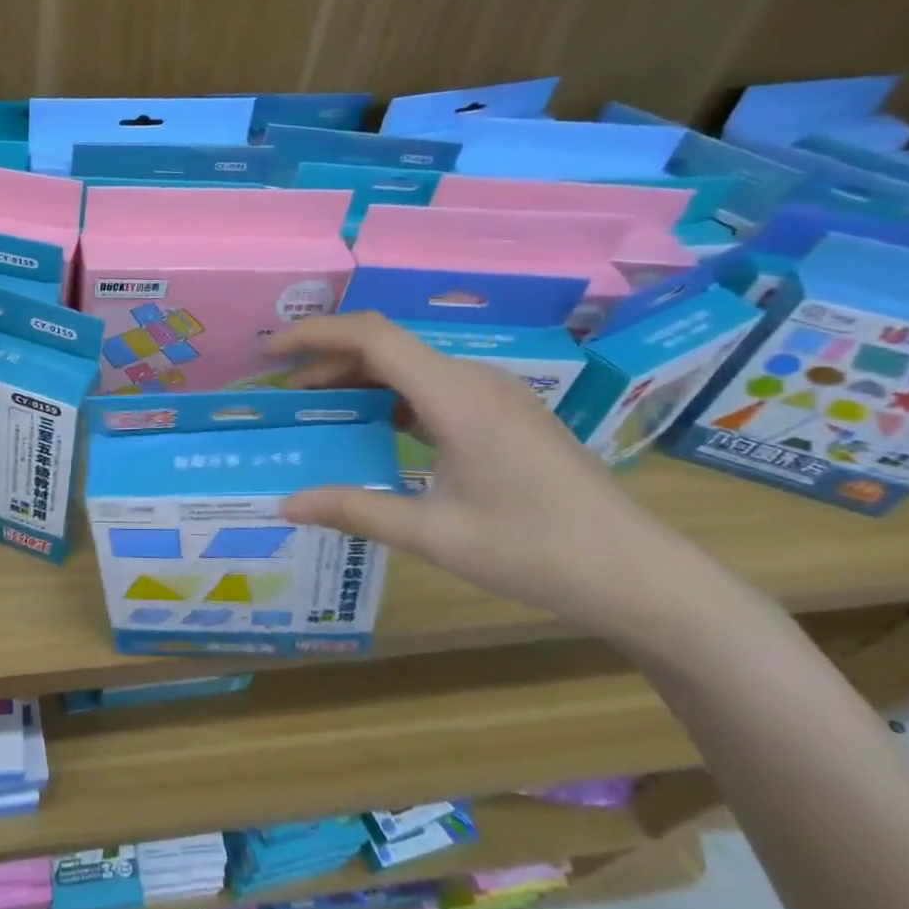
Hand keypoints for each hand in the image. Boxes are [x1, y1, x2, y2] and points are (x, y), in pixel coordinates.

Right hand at [268, 312, 713, 638]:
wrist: (638, 574)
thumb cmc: (535, 550)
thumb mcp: (433, 534)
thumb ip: (354, 510)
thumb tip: (286, 504)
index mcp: (455, 396)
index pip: (371, 337)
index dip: (314, 334)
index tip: (270, 353)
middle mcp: (474, 381)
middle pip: (387, 347)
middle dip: (327, 362)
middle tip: (283, 396)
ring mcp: (495, 395)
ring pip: (410, 367)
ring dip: (359, 380)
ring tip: (319, 412)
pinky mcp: (505, 415)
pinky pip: (433, 388)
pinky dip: (391, 398)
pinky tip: (375, 430)